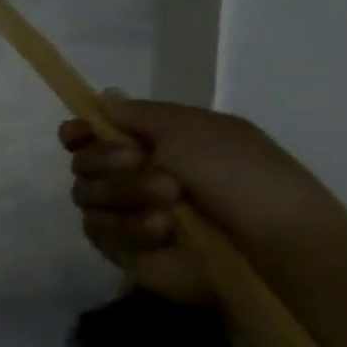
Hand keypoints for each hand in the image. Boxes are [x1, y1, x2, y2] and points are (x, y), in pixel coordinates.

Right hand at [60, 94, 346, 303]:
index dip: (77, 133)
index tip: (76, 134)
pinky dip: (129, 227)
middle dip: (106, 161)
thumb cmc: (242, 176)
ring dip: (125, 194)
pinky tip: (163, 230)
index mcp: (150, 144)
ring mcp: (124, 213)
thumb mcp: (195, 129)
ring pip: (85, 195)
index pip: (90, 135)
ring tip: (170, 203)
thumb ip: (139, 113)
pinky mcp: (121, 249)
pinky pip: (97, 230)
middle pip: (82, 162)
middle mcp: (130, 177)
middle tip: (140, 162)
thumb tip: (103, 97)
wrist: (270, 243)